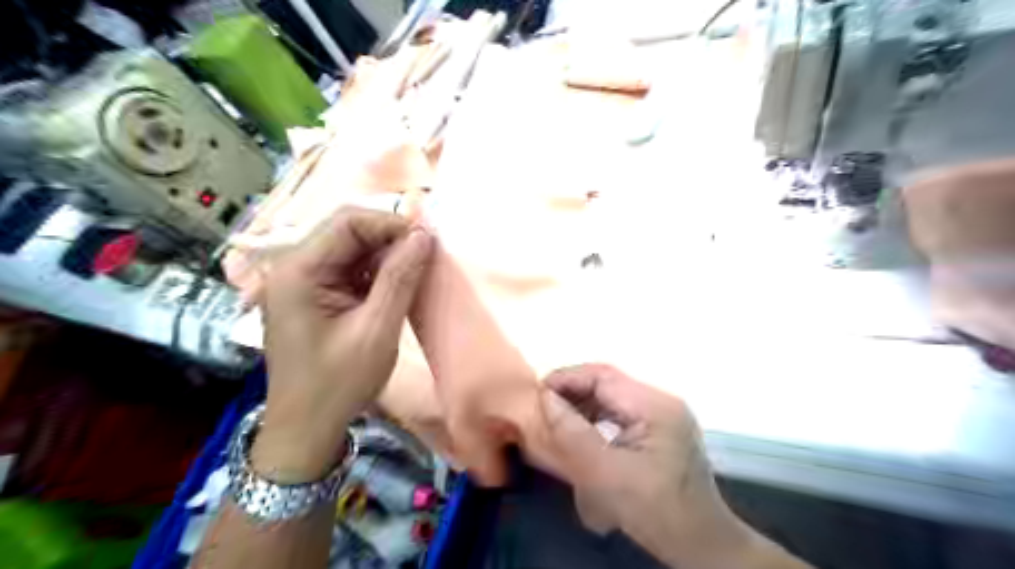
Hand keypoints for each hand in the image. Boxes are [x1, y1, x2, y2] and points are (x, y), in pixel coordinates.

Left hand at [253, 208, 430, 481]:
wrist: (307, 428)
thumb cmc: (338, 383)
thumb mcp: (376, 330)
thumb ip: (400, 279)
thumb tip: (424, 236)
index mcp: (299, 271)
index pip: (347, 223)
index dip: (390, 224)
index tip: (427, 240)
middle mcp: (294, 267)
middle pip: (346, 232)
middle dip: (389, 239)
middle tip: (425, 255)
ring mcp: (302, 281)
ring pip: (350, 250)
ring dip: (385, 256)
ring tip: (415, 271)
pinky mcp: (313, 295)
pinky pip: (348, 270)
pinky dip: (375, 273)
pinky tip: (395, 286)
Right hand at [528, 363, 796, 568]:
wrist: (701, 544)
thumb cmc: (656, 510)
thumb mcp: (606, 474)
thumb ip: (573, 434)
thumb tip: (545, 399)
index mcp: (654, 405)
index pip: (601, 376)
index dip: (566, 380)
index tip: (536, 395)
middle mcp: (660, 401)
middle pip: (607, 384)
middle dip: (572, 393)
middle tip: (542, 410)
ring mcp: (662, 415)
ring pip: (611, 398)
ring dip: (583, 406)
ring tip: (556, 422)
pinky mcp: (660, 430)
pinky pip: (620, 414)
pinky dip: (596, 420)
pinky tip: (581, 436)